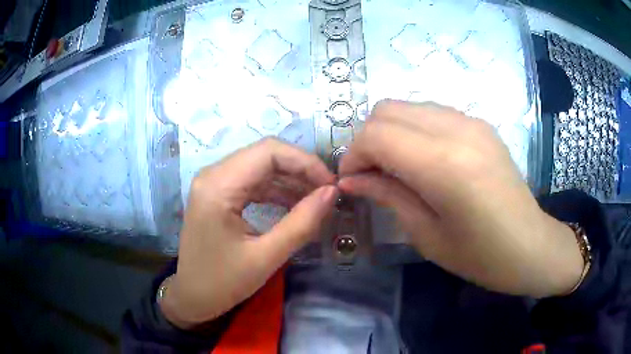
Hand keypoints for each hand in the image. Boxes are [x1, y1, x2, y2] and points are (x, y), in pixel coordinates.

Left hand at [161, 138, 336, 327]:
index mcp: (218, 186)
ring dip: (290, 180)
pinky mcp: (218, 193)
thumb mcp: (265, 257)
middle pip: (265, 155)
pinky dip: (276, 190)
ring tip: (317, 200)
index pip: (269, 152)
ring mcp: (214, 182)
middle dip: (300, 170)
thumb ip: (301, 223)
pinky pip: (253, 181)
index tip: (330, 184)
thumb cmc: (223, 283)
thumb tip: (332, 193)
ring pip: (260, 166)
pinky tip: (295, 204)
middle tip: (328, 192)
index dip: (305, 162)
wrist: (192, 297)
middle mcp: (213, 174)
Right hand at [338, 100, 582, 297]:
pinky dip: (413, 130)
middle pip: (387, 110)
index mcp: (443, 164)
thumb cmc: (480, 255)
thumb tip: (350, 179)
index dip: (353, 156)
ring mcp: (471, 121)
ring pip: (407, 106)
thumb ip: (387, 196)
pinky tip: (423, 161)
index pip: (376, 135)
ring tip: (395, 168)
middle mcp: (456, 129)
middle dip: (368, 140)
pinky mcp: (480, 124)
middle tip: (371, 174)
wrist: (531, 246)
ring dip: (390, 133)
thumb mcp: (426, 235)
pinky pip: (431, 113)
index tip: (351, 181)